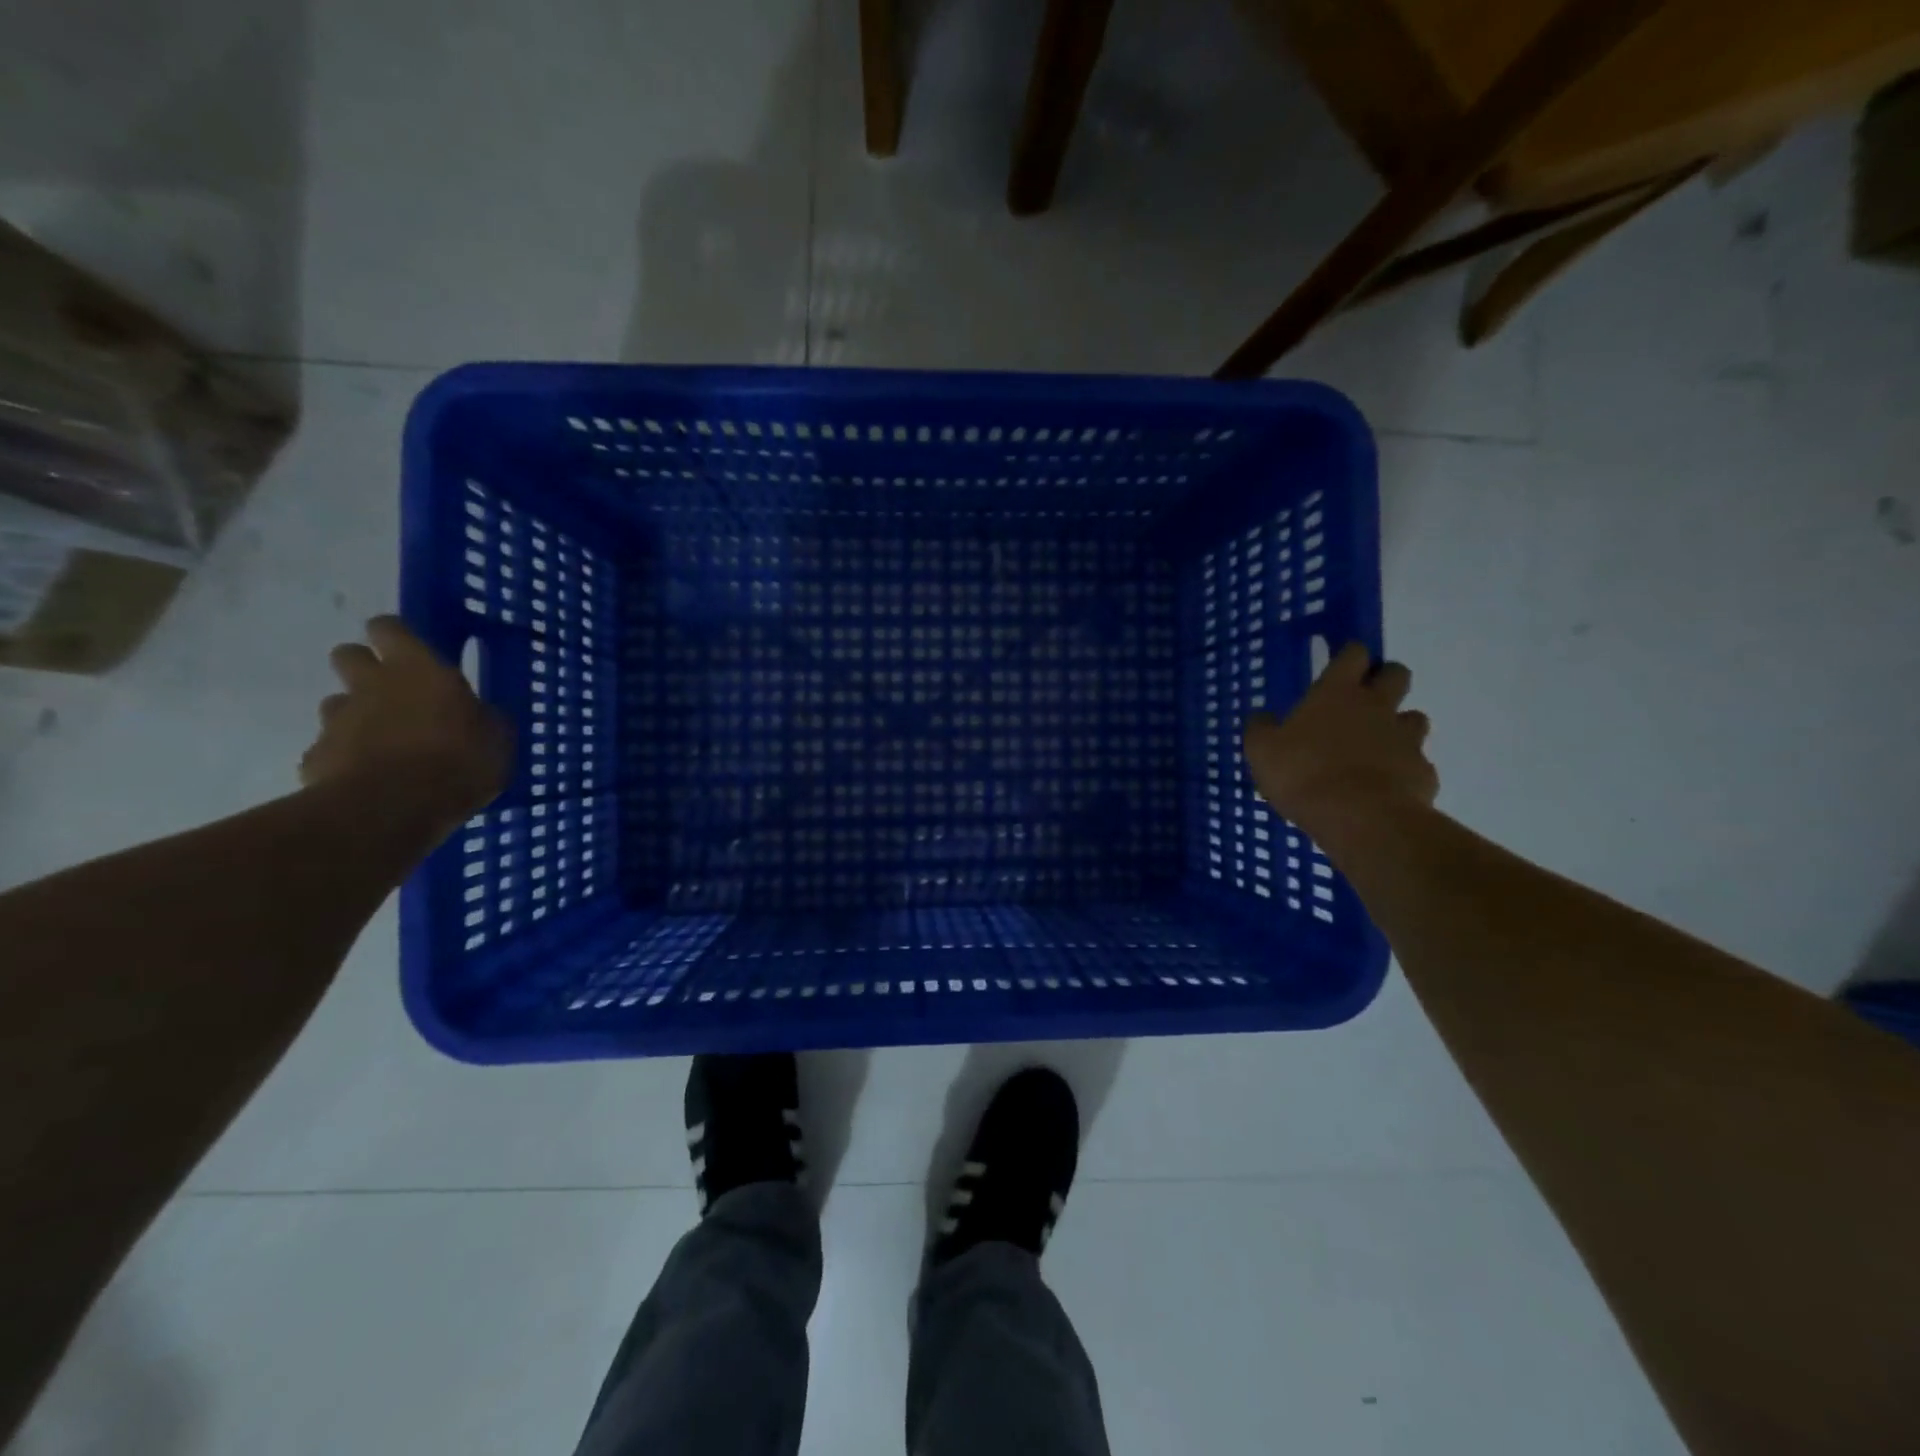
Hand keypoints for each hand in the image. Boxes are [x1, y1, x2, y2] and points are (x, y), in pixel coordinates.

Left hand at [301, 617, 511, 827]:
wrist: (393, 807)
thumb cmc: (459, 761)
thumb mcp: (498, 738)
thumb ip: (484, 718)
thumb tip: (482, 714)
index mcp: (418, 669)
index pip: (389, 628)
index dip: (396, 637)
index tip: (409, 651)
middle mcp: (371, 684)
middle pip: (349, 655)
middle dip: (365, 668)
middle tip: (395, 693)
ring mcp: (337, 720)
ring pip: (338, 704)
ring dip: (356, 716)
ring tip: (385, 744)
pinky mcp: (315, 757)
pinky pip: (329, 750)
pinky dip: (345, 759)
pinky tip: (369, 779)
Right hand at [1242, 642, 1437, 835]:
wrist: (1360, 818)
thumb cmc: (1303, 774)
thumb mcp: (1261, 751)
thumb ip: (1261, 728)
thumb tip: (1262, 715)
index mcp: (1336, 693)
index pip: (1353, 654)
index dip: (1350, 655)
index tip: (1341, 665)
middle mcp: (1377, 706)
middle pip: (1396, 674)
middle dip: (1385, 680)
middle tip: (1364, 700)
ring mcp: (1405, 738)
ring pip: (1414, 718)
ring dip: (1399, 725)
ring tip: (1376, 747)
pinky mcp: (1422, 771)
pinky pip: (1416, 762)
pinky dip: (1403, 769)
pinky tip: (1385, 786)